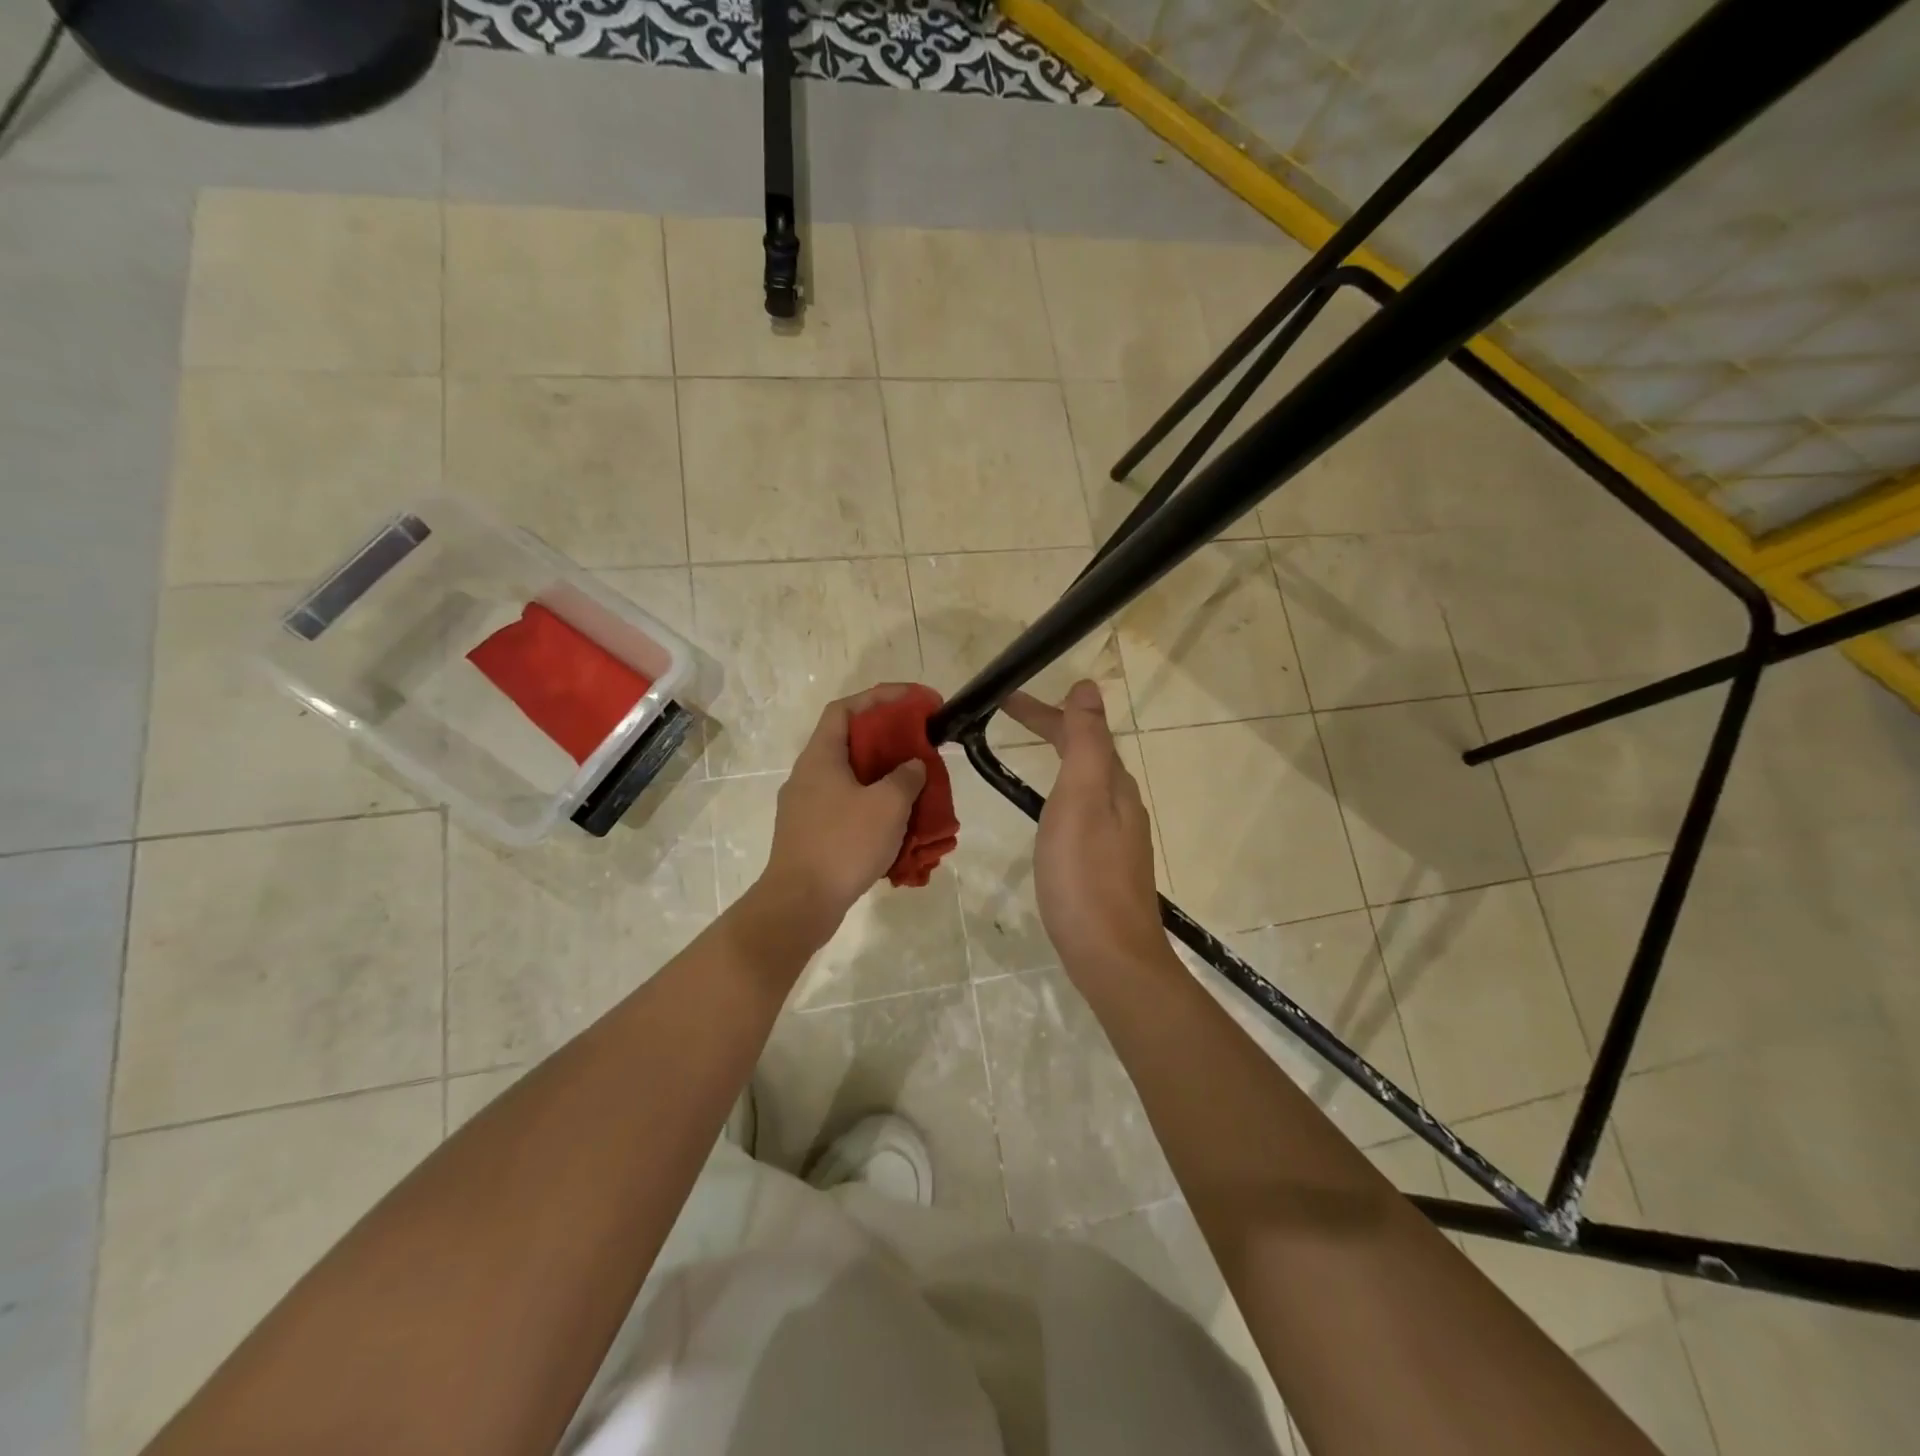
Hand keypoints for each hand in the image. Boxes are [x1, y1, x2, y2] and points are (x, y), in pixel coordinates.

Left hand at [751, 685, 927, 950]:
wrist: (800, 904)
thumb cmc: (843, 844)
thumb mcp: (887, 805)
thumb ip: (906, 777)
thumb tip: (912, 766)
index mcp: (820, 757)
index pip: (846, 709)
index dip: (880, 697)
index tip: (915, 701)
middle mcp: (808, 775)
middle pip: (850, 743)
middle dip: (889, 742)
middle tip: (921, 747)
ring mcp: (805, 807)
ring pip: (851, 779)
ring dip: (884, 779)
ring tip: (916, 789)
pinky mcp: (810, 834)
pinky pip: (847, 809)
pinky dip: (873, 809)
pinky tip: (897, 827)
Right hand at [1003, 681, 1170, 983]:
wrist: (1110, 955)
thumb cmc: (1085, 875)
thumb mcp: (1080, 799)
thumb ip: (1085, 743)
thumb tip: (1088, 688)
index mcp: (1114, 785)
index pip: (1081, 730)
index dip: (1045, 710)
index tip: (1005, 699)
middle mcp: (1121, 804)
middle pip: (1086, 752)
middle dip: (1051, 728)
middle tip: (1007, 716)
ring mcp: (1117, 836)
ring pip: (1086, 781)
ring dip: (1058, 756)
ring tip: (1028, 751)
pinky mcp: (1106, 863)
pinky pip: (1084, 809)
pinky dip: (1061, 791)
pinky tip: (1051, 812)